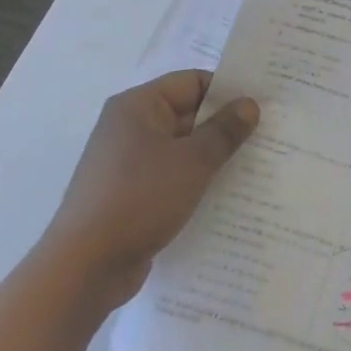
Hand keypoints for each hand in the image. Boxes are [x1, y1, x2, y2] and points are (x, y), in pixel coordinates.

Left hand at [38, 70, 258, 312]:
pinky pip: (170, 176)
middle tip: (267, 136)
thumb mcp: (192, 161)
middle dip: (224, 126)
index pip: (192, 82)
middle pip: (187, 114)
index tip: (261, 107)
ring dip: (212, 157)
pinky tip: (224, 195)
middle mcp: (129, 127)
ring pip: (181, 148)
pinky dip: (195, 181)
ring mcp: (126, 163)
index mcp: (138, 106)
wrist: (84, 268)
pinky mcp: (128, 194)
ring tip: (254, 166)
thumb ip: (225, 130)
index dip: (227, 91)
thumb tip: (250, 105)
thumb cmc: (139, 199)